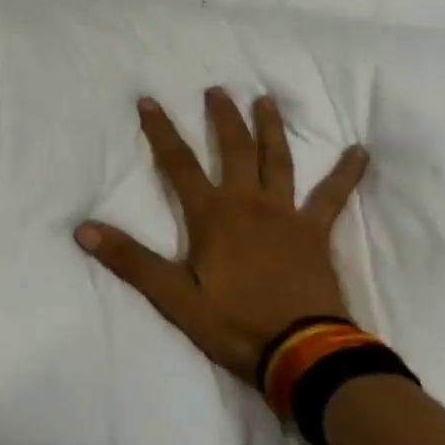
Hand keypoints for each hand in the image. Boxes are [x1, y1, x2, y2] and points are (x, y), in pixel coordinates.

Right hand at [75, 89, 368, 387]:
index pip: (178, 163)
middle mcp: (247, 203)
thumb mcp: (174, 296)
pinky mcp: (315, 233)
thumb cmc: (234, 324)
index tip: (149, 101)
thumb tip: (83, 229)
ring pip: (277, 161)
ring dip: (270, 129)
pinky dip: (346, 174)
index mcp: (212, 215)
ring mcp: (286, 215)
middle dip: (222, 117)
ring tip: (265, 101)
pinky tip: (360, 151)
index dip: (161, 131)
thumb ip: (131, 260)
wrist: (304, 354)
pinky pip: (333, 197)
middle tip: (216, 90)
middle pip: (232, 149)